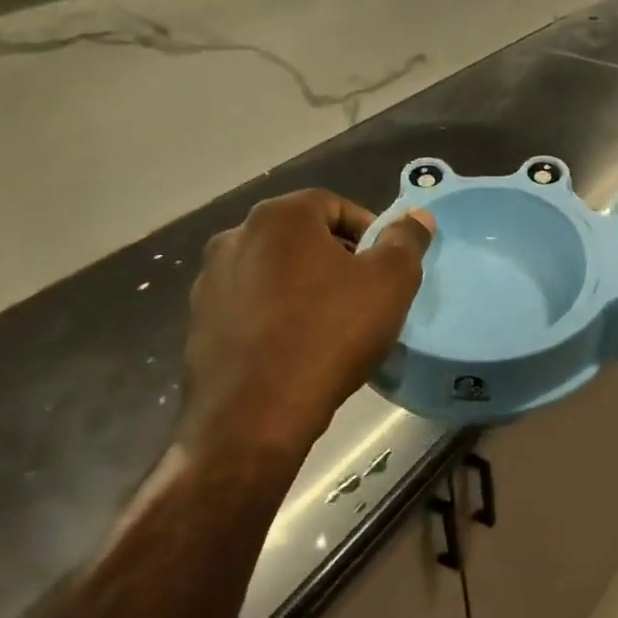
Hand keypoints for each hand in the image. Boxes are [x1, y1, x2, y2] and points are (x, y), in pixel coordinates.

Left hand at [181, 190, 433, 460]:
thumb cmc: (331, 333)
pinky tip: (297, 347)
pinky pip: (250, 305)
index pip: (333, 204)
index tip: (385, 264)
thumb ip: (406, 240)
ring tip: (331, 323)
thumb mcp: (390, 282)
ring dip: (303, 285)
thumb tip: (417, 216)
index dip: (367, 230)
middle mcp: (235, 237)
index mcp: (279, 217)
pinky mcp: (199, 323)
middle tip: (364, 293)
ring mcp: (211, 281)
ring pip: (273, 271)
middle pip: (300, 236)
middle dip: (336, 257)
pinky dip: (275, 314)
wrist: (257, 413)